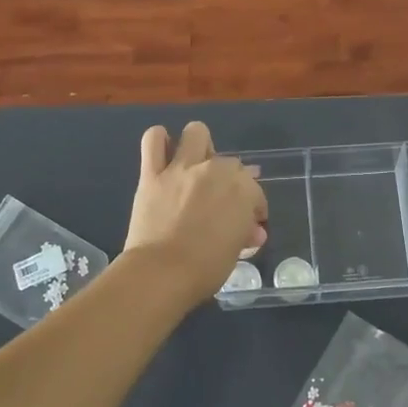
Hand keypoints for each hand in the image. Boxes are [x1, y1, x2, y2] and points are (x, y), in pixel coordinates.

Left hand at [123, 122, 267, 299]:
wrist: (161, 273)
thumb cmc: (205, 269)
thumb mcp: (236, 252)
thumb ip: (244, 233)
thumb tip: (253, 231)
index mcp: (241, 189)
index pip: (255, 190)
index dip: (254, 207)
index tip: (249, 223)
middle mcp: (215, 170)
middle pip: (229, 162)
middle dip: (229, 179)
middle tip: (220, 200)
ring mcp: (182, 169)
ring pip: (196, 133)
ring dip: (199, 145)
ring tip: (196, 164)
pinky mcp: (152, 174)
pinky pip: (153, 141)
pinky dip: (159, 141)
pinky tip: (164, 151)